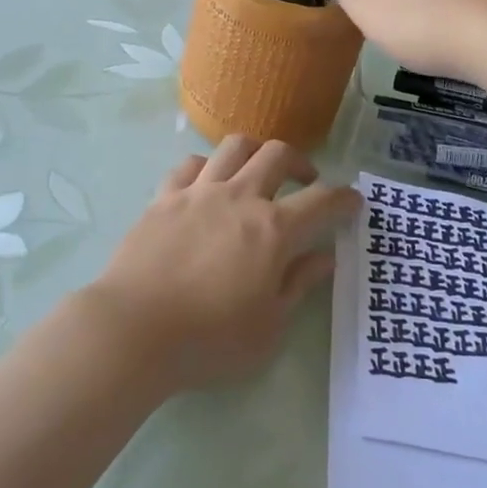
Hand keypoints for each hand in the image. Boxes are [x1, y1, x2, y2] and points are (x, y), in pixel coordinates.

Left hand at [88, 137, 359, 390]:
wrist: (134, 331)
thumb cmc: (209, 340)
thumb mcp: (269, 328)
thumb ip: (298, 285)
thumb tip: (325, 257)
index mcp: (273, 230)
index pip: (322, 200)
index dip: (343, 198)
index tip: (353, 201)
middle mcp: (240, 197)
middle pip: (278, 155)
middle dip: (300, 162)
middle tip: (305, 181)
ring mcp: (199, 192)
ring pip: (234, 146)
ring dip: (255, 152)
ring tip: (257, 171)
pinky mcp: (164, 197)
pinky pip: (190, 164)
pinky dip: (207, 166)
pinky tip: (207, 183)